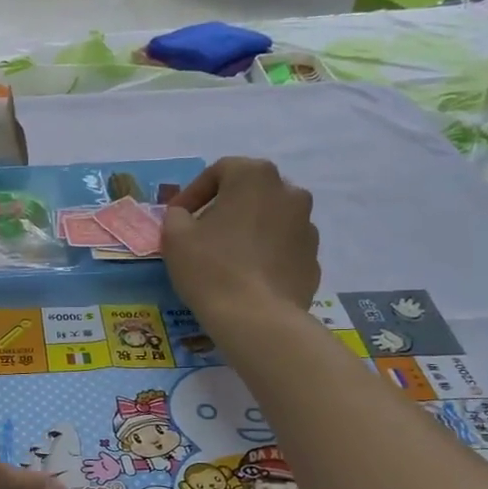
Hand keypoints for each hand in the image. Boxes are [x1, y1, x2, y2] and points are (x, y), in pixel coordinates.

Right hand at [83, 452, 122, 484]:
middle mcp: (96, 468)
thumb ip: (103, 455)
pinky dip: (99, 482)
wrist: (119, 468)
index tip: (84, 462)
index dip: (86, 462)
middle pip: (87, 469)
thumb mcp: (107, 457)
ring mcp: (99, 474)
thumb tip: (100, 453)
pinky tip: (99, 481)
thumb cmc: (112, 461)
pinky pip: (99, 481)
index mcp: (96, 462)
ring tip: (88, 476)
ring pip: (91, 476)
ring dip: (89, 476)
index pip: (88, 462)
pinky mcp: (103, 478)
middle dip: (85, 469)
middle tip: (83, 469)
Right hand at [161, 157, 319, 323]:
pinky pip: (283, 247)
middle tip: (203, 232)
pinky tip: (247, 276)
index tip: (178, 216)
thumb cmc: (210, 267)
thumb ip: (177, 215)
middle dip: (226, 207)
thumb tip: (185, 216)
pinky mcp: (313, 257)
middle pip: (250, 192)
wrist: (256, 317)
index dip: (194, 192)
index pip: (220, 171)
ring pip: (270, 219)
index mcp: (255, 176)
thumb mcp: (174, 235)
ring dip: (248, 230)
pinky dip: (265, 254)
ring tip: (227, 257)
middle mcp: (289, 192)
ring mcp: (307, 225)